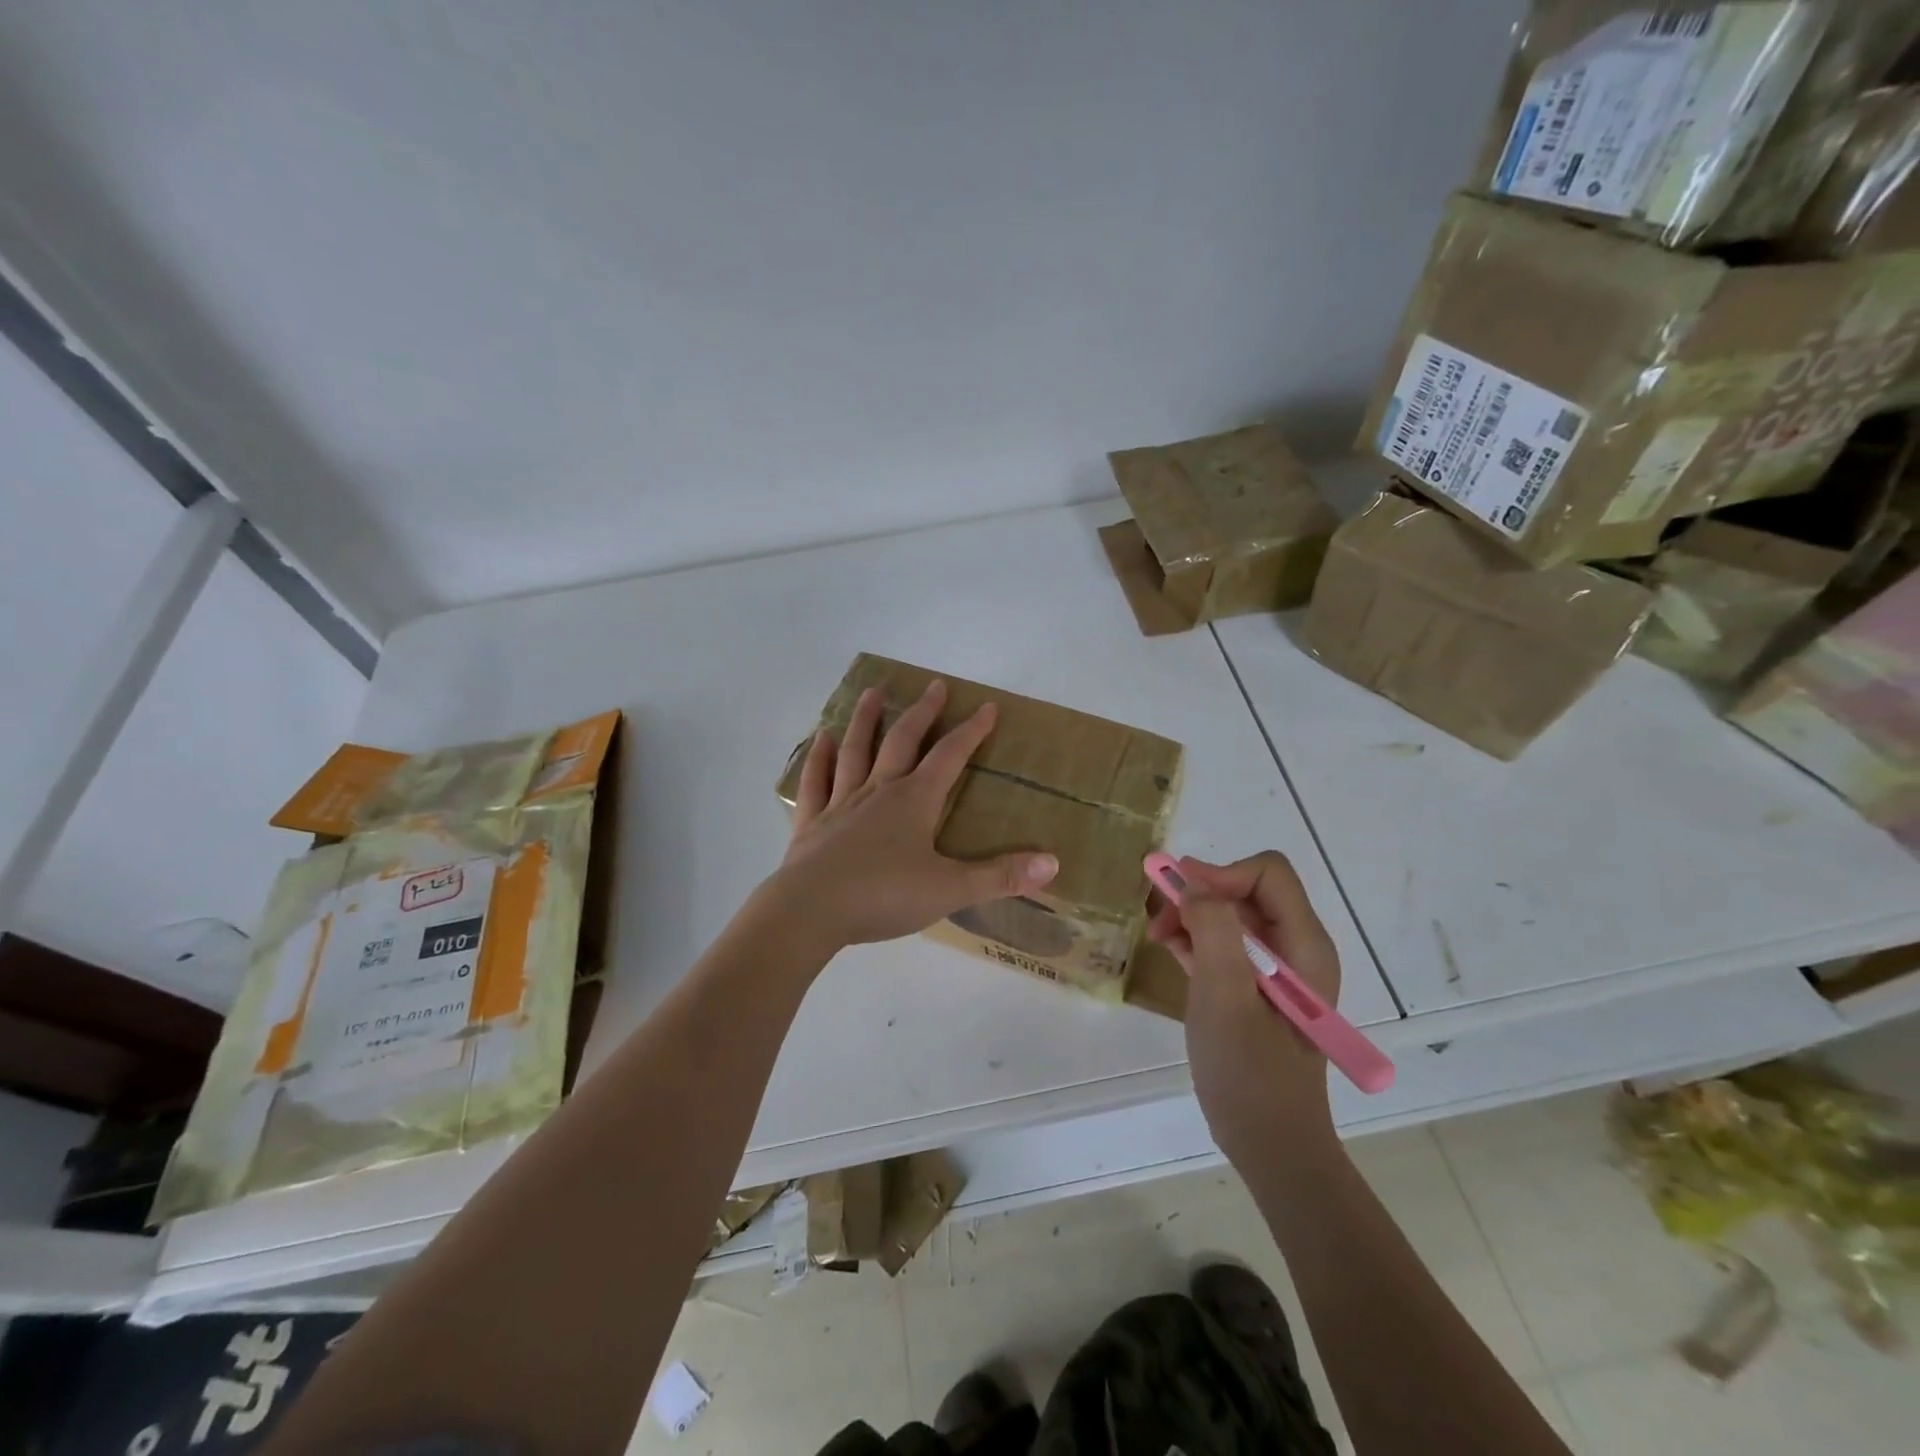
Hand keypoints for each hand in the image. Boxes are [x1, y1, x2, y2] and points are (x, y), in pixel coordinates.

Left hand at [765, 678, 1058, 949]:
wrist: (810, 912)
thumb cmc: (884, 896)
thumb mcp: (950, 889)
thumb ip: (1000, 876)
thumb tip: (1053, 863)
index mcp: (914, 801)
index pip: (950, 757)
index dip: (971, 731)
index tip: (988, 707)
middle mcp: (878, 791)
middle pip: (903, 741)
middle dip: (922, 712)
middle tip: (934, 685)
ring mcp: (841, 804)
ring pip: (856, 751)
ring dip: (866, 720)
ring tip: (873, 693)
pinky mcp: (812, 823)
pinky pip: (816, 782)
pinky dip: (819, 758)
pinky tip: (822, 739)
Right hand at [1147, 852, 1342, 1166]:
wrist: (1268, 1144)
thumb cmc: (1250, 1073)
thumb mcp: (1226, 997)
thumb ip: (1214, 931)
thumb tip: (1193, 885)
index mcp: (1303, 944)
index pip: (1267, 873)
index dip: (1221, 874)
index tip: (1180, 897)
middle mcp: (1295, 947)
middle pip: (1246, 889)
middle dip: (1200, 894)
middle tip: (1159, 917)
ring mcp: (1274, 969)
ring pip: (1230, 914)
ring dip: (1192, 914)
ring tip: (1157, 934)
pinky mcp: (1253, 988)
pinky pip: (1224, 943)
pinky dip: (1195, 937)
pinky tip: (1168, 948)